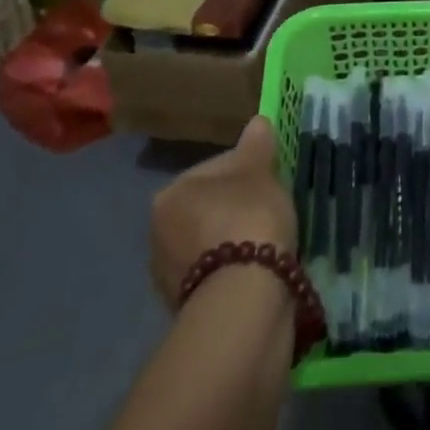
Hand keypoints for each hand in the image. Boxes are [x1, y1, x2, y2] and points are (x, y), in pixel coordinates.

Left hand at [149, 116, 296, 306]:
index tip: (272, 179)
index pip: (215, 169)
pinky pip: (216, 275)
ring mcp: (168, 276)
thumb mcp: (259, 171)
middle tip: (271, 210)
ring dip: (235, 241)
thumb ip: (257, 145)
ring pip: (211, 243)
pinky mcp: (185, 308)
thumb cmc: (247, 219)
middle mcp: (158, 234)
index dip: (248, 169)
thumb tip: (257, 121)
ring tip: (269, 244)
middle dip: (238, 207)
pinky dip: (234, 270)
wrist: (243, 299)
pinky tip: (258, 271)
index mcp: (170, 194)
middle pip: (209, 207)